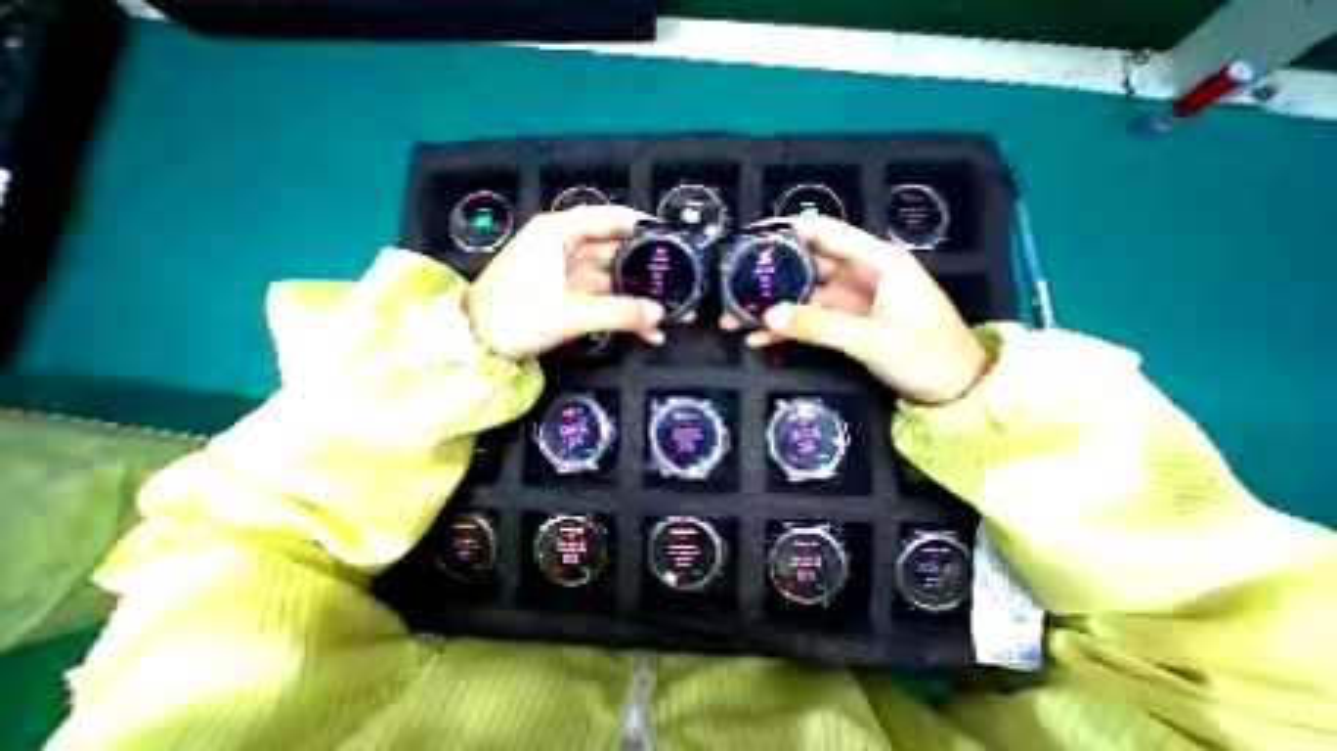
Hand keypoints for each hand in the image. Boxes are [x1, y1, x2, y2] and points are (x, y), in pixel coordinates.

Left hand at [467, 201, 667, 356]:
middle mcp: (565, 248)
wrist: (477, 346)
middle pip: (616, 252)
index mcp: (557, 234)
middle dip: (648, 269)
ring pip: (614, 280)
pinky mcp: (571, 297)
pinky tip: (648, 330)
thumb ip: (616, 312)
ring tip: (673, 312)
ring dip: (641, 297)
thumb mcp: (566, 314)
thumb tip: (658, 315)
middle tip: (680, 281)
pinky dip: (625, 313)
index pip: (607, 219)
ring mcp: (569, 275)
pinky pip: (606, 300)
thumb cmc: (511, 318)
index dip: (641, 226)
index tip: (670, 238)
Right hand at [721, 218, 989, 405]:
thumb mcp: (874, 339)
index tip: (751, 237)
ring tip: (734, 320)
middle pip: (806, 266)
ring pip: (801, 296)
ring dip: (770, 307)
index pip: (826, 232)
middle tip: (732, 286)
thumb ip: (820, 325)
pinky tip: (758, 338)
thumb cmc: (930, 356)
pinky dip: (785, 328)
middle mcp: (859, 275)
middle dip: (769, 276)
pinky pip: (808, 321)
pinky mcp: (844, 324)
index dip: (787, 230)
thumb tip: (769, 314)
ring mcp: (850, 302)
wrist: (957, 391)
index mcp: (877, 261)